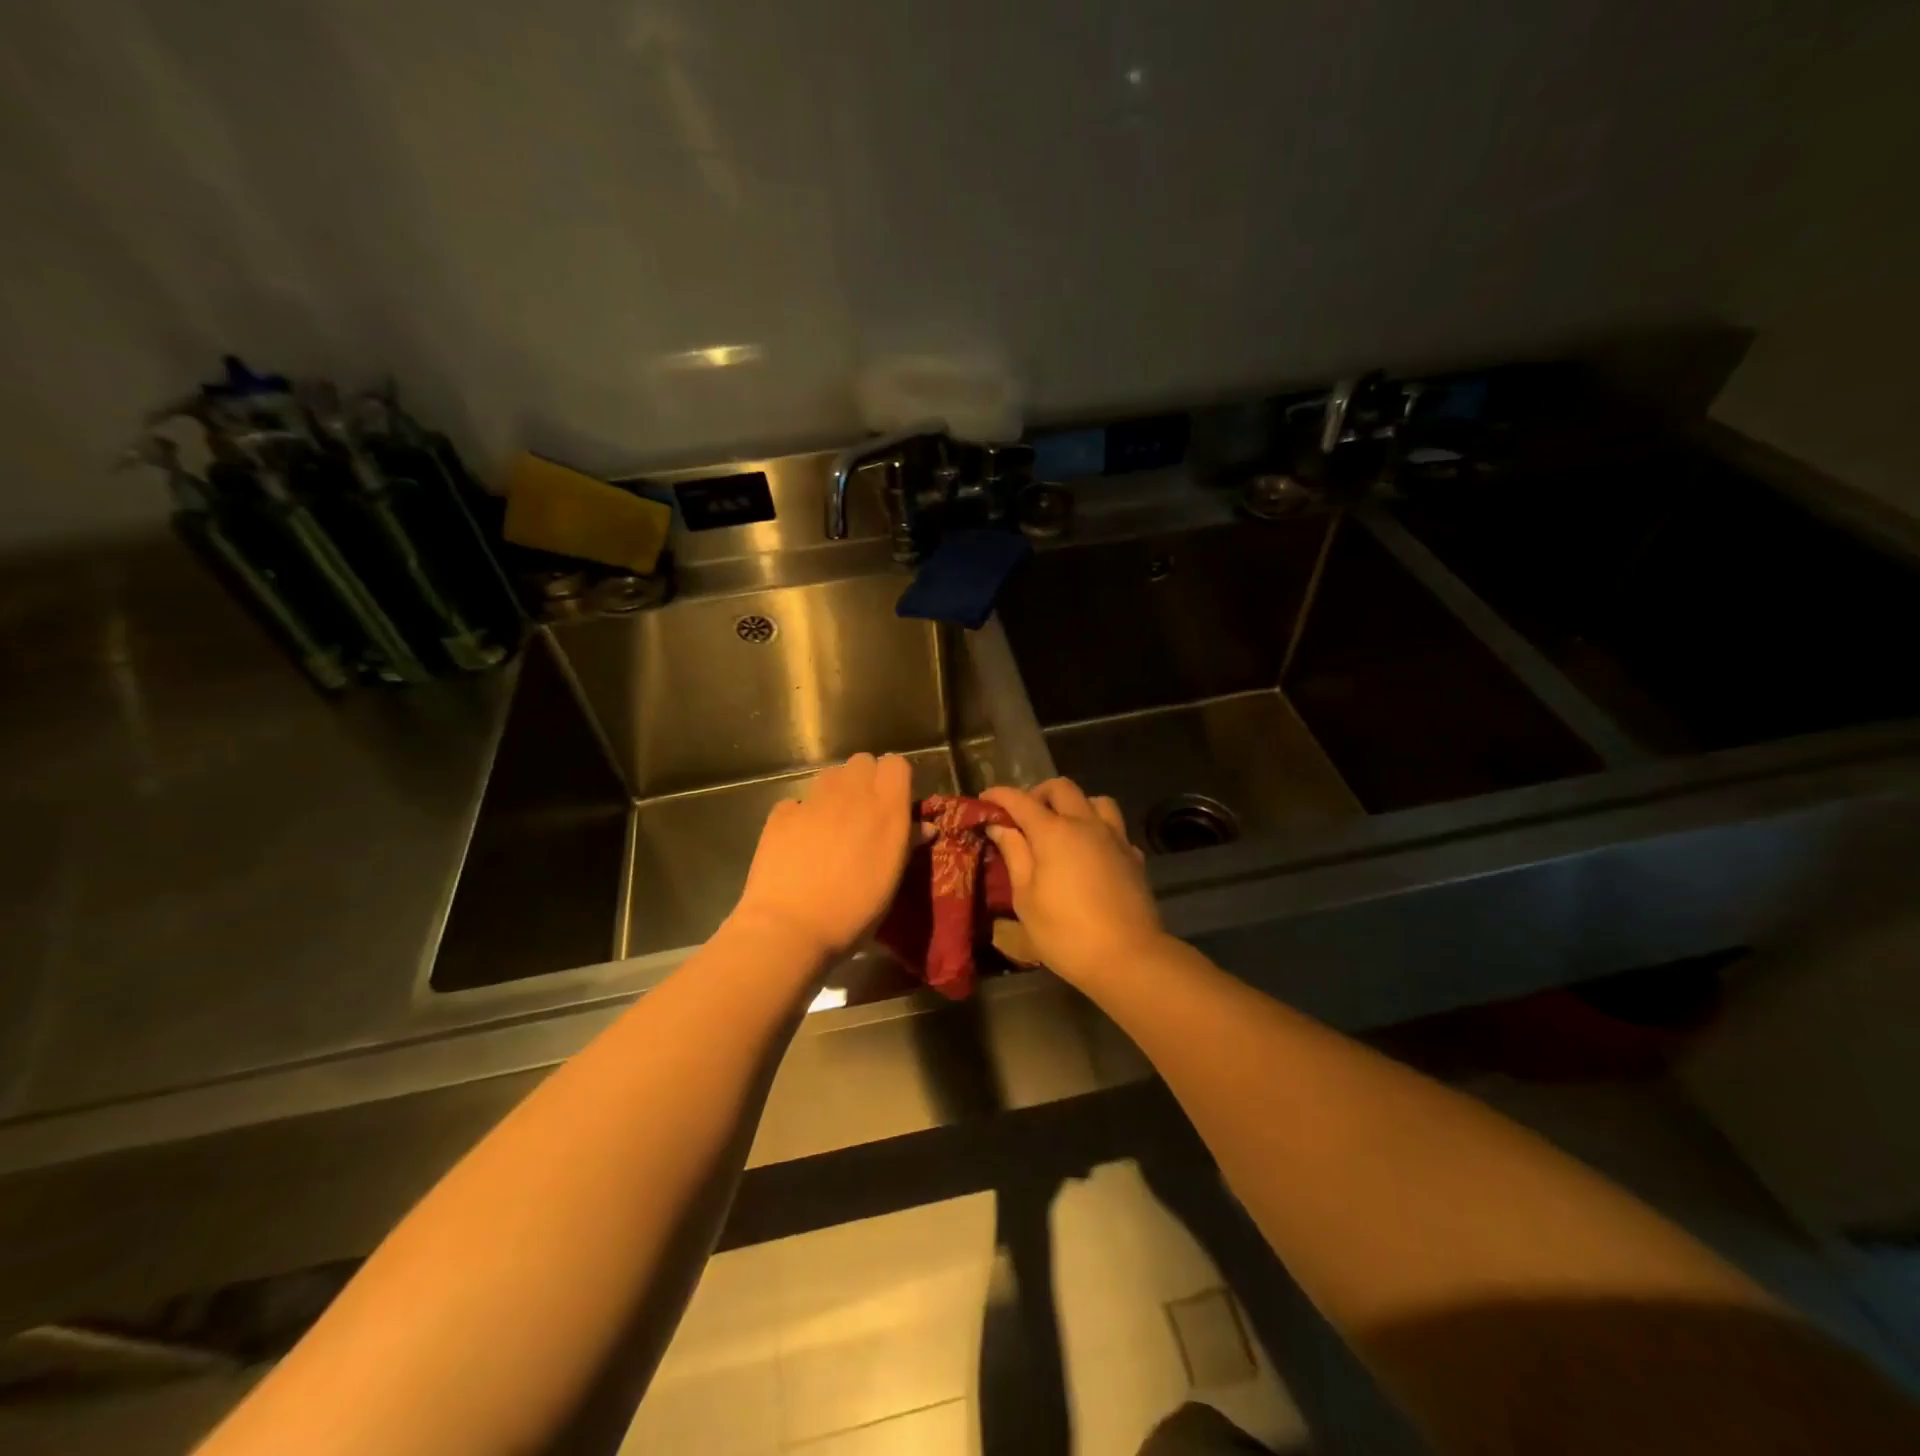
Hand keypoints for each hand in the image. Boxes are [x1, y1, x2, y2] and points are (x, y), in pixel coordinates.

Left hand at [733, 752, 915, 962]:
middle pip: (862, 762)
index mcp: (886, 808)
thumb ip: (907, 845)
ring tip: (834, 824)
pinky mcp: (781, 813)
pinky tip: (801, 840)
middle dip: (866, 779)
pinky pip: (798, 801)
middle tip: (865, 812)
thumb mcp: (891, 882)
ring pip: (830, 775)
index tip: (895, 802)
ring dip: (836, 791)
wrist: (790, 927)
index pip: (896, 764)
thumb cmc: (854, 911)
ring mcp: (813, 800)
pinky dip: (802, 814)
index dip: (896, 779)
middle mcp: (851, 794)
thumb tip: (924, 827)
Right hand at [981, 778, 1165, 988]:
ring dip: (1074, 805)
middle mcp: (1086, 824)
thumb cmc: (1066, 932)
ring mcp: (1114, 838)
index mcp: (1054, 832)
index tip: (984, 799)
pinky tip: (1091, 852)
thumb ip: (1014, 855)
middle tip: (1023, 815)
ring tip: (1062, 827)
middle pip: (1061, 788)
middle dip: (1037, 793)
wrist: (1129, 957)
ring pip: (1095, 800)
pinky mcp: (1134, 856)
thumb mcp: (1026, 898)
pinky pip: (1114, 828)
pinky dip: (1098, 829)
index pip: (1021, 800)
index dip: (999, 795)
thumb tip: (1000, 827)